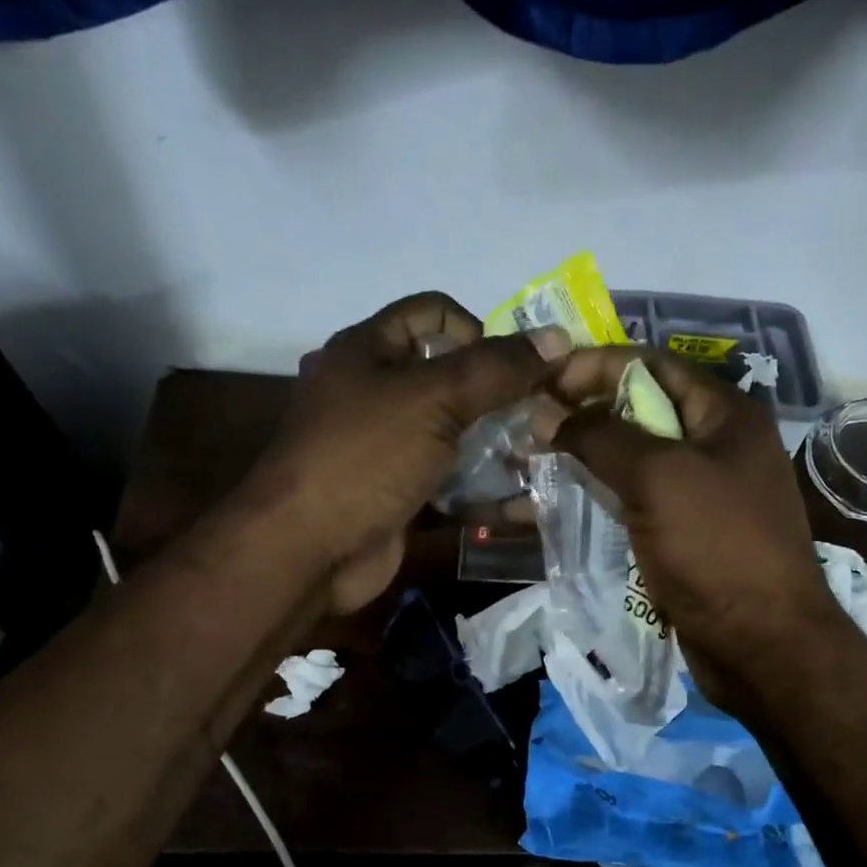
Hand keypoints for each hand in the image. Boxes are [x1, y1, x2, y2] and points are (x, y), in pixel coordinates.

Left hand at [241, 293, 548, 611]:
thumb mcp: (433, 399)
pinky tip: (518, 498)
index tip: (512, 370)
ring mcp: (386, 449)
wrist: (308, 551)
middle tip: (541, 418)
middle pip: (450, 378)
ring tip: (539, 457)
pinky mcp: (399, 494)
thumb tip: (558, 337)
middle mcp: (374, 393)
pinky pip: (449, 480)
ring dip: (498, 445)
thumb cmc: (365, 457)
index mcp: (367, 351)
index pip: (432, 315)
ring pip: (455, 434)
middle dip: (499, 396)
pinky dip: (481, 487)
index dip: (478, 331)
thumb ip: (497, 369)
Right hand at [549, 348, 850, 711]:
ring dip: (584, 459)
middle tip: (525, 426)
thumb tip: (547, 412)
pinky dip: (598, 498)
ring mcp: (702, 494)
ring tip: (527, 463)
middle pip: (640, 413)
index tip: (539, 381)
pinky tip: (556, 503)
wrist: (762, 645)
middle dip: (582, 414)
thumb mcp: (658, 478)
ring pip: (633, 462)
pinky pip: (636, 503)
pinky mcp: (686, 536)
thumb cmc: (717, 548)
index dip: (593, 366)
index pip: (651, 365)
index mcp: (725, 415)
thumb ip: (600, 436)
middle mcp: (717, 446)